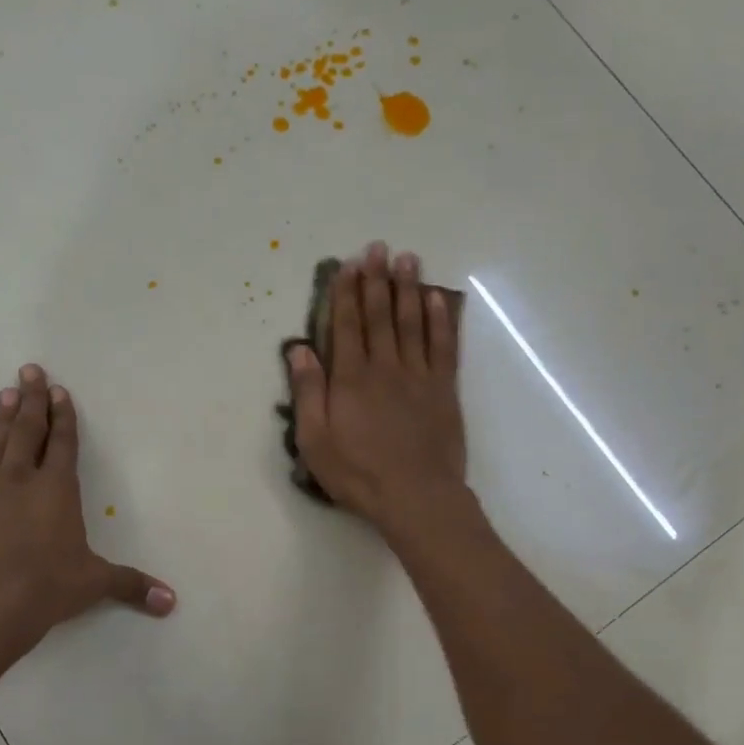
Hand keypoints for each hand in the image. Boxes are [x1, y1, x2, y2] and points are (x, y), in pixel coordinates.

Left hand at [0, 364, 174, 661]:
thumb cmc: (43, 589)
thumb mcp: (92, 584)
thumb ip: (130, 586)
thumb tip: (171, 602)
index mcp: (57, 490)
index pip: (64, 444)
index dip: (64, 416)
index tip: (59, 390)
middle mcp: (21, 480)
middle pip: (28, 430)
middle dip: (32, 399)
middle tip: (29, 370)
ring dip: (4, 418)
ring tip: (5, 394)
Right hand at [286, 243, 467, 532]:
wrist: (417, 496)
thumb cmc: (359, 473)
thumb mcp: (315, 441)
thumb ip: (308, 393)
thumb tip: (299, 350)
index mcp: (351, 379)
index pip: (346, 326)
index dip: (346, 293)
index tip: (347, 265)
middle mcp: (385, 367)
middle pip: (380, 315)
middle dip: (376, 280)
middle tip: (377, 248)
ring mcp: (419, 375)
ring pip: (412, 322)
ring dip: (408, 288)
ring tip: (407, 258)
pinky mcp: (444, 389)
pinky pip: (443, 346)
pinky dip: (440, 319)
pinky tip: (437, 299)